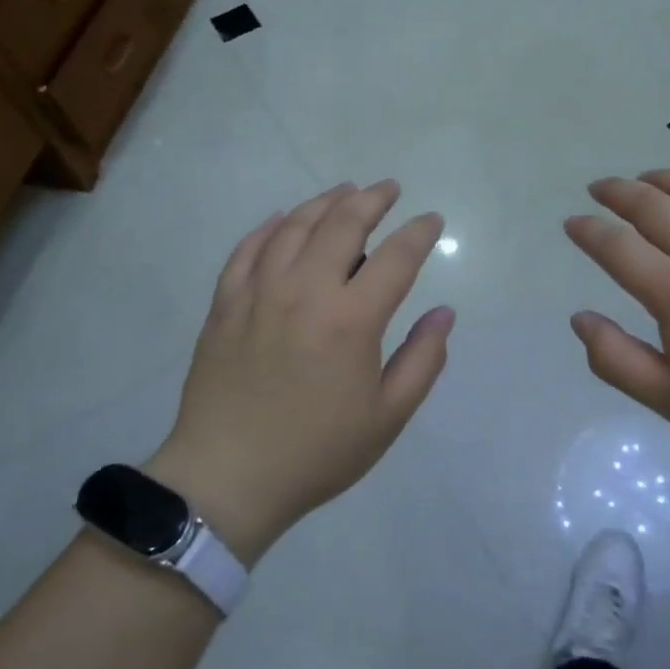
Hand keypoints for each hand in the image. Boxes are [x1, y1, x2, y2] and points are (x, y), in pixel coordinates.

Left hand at [146, 181, 453, 562]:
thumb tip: (443, 313)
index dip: (419, 233)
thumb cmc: (316, 452)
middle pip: (342, 224)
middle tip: (389, 189)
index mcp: (351, 319)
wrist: (226, 478)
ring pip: (294, 226)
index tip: (432, 220)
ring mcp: (259, 292)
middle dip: (373, 199)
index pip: (396, 257)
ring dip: (324, 202)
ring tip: (345, 191)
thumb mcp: (387, 417)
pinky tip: (283, 218)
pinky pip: (248, 248)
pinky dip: (270, 227)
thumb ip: (423, 360)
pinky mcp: (226, 303)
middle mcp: (305, 290)